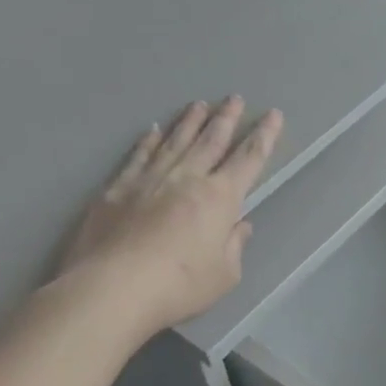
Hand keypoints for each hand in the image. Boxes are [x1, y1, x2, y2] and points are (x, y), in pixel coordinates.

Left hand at [54, 96, 282, 334]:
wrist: (113, 287)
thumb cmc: (179, 285)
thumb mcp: (224, 275)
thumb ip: (234, 246)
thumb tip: (240, 225)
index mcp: (220, 198)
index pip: (249, 159)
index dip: (264, 136)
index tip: (272, 115)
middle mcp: (187, 178)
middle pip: (211, 140)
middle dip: (226, 118)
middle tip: (233, 98)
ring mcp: (150, 179)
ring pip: (175, 141)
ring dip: (190, 121)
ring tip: (199, 104)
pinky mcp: (117, 189)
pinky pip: (138, 156)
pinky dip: (148, 141)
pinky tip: (153, 130)